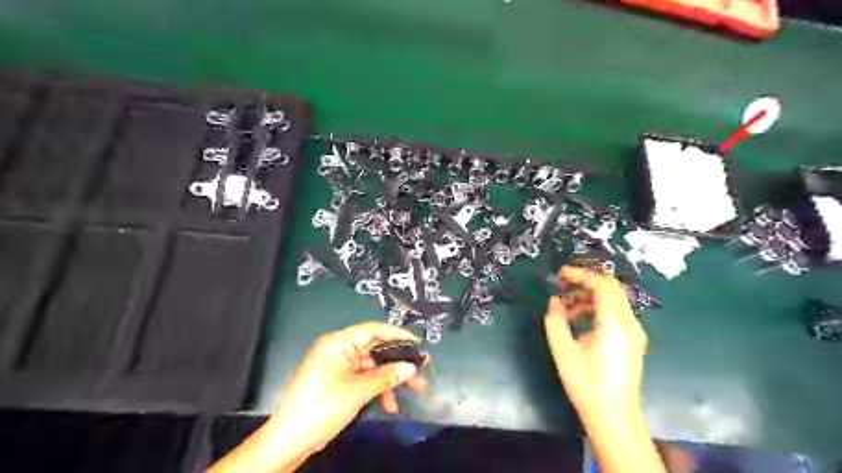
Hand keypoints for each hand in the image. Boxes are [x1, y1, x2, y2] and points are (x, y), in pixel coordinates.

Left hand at [270, 322, 427, 453]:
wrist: (290, 440)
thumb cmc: (322, 406)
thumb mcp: (357, 391)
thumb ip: (386, 377)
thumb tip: (411, 368)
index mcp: (338, 343)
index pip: (372, 330)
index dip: (397, 335)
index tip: (418, 342)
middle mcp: (339, 350)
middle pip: (375, 350)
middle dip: (398, 362)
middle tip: (421, 369)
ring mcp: (339, 367)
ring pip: (373, 367)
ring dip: (391, 379)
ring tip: (414, 390)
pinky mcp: (340, 382)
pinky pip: (365, 380)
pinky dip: (378, 389)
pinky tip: (390, 405)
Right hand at [542, 265, 645, 417]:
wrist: (613, 416)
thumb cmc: (586, 383)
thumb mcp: (563, 350)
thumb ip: (555, 319)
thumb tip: (554, 301)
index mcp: (614, 323)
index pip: (602, 284)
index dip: (580, 274)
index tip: (559, 275)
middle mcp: (629, 322)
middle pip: (610, 288)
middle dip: (584, 282)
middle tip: (561, 286)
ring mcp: (634, 331)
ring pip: (612, 300)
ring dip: (588, 297)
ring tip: (564, 309)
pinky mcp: (632, 340)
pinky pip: (615, 313)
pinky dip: (596, 309)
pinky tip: (577, 322)